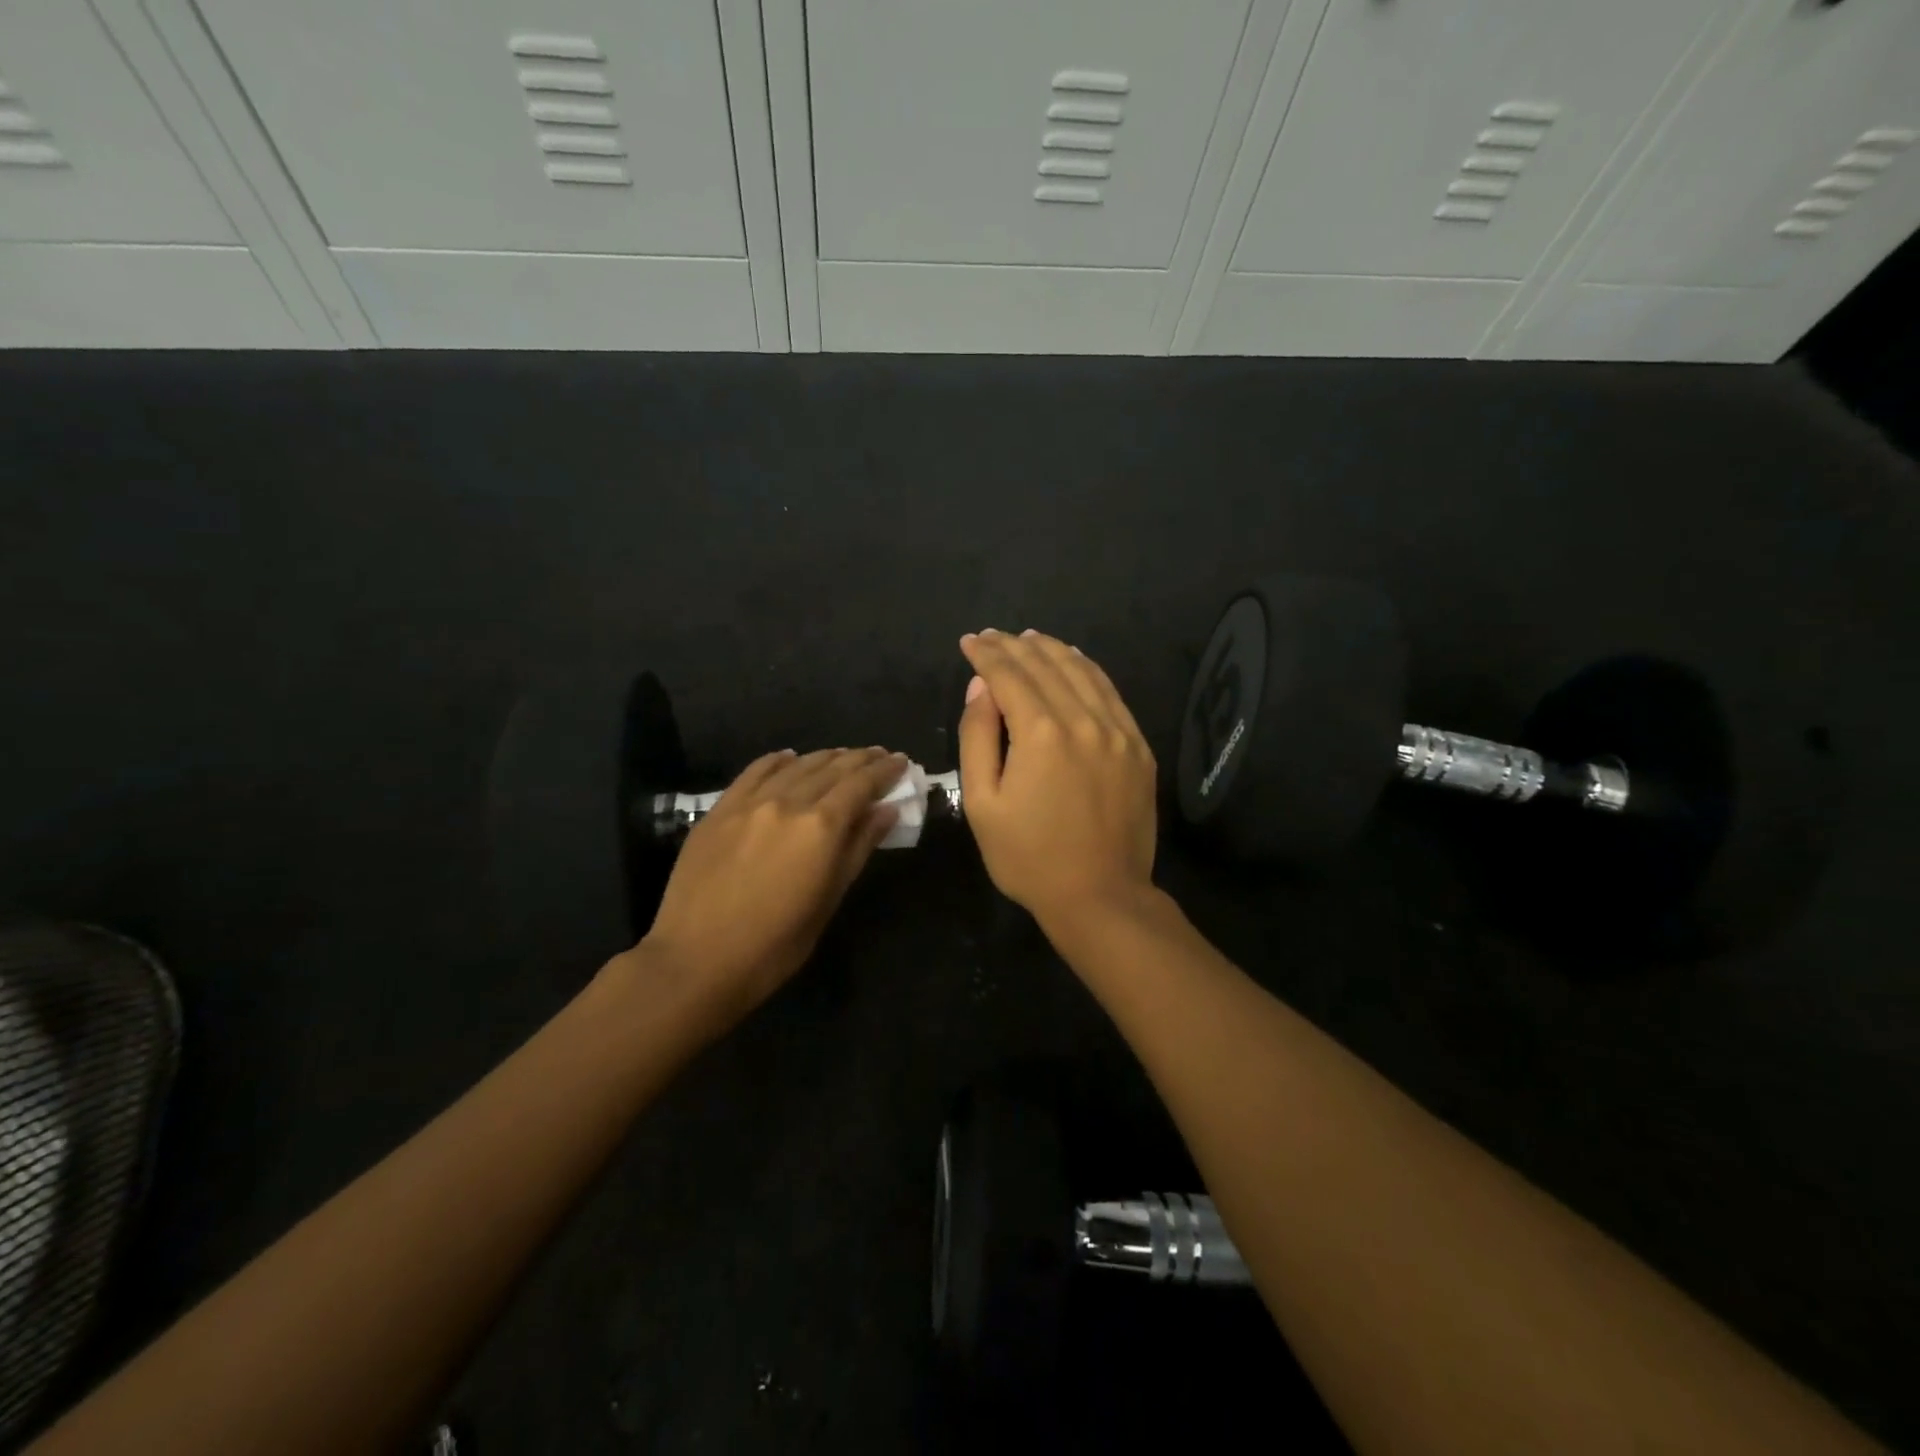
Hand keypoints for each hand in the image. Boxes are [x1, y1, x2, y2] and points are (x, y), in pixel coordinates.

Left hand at [628, 746, 907, 1025]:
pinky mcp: (720, 809)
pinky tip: (789, 758)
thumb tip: (886, 810)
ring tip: (843, 756)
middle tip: (880, 755)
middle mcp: (788, 802)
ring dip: (825, 757)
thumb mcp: (829, 900)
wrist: (698, 960)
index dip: (884, 770)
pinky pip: (755, 772)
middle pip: (832, 768)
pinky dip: (778, 761)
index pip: (861, 783)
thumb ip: (858, 848)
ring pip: (796, 765)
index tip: (901, 761)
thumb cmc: (776, 944)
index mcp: (821, 827)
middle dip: (860, 759)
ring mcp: (750, 802)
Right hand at [958, 629, 1156, 926]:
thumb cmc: (1028, 857)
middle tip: (993, 637)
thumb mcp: (982, 804)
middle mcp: (1083, 720)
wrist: (1100, 897)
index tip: (970, 642)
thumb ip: (978, 737)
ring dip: (1052, 650)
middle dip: (1015, 646)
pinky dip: (1088, 670)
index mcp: (1040, 733)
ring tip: (1030, 639)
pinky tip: (1075, 662)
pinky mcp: (1138, 747)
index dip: (986, 654)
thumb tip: (980, 688)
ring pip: (1082, 672)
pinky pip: (1111, 693)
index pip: (1009, 675)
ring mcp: (1118, 732)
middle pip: (1046, 665)